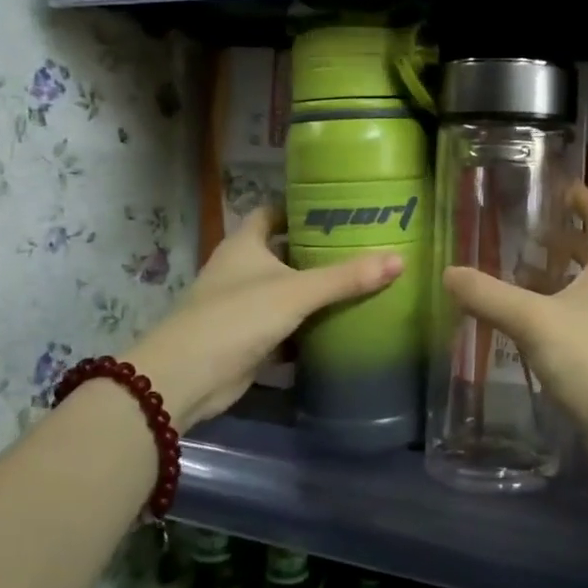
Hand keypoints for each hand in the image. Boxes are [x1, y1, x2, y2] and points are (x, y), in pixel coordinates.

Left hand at [130, 206, 402, 430]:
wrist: (188, 378)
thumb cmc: (237, 317)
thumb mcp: (296, 292)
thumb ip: (345, 277)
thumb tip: (398, 260)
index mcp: (244, 245)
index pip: (271, 214)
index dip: (299, 209)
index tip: (337, 209)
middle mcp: (241, 269)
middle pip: (282, 252)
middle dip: (316, 250)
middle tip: (360, 246)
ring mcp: (243, 305)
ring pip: (285, 290)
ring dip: (313, 289)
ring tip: (359, 282)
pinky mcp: (248, 338)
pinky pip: (285, 324)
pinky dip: (307, 325)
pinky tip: (339, 324)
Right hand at [442, 182, 587, 462]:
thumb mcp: (534, 323)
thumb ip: (489, 296)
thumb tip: (448, 273)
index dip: (579, 197)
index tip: (554, 187)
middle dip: (561, 239)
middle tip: (524, 234)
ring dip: (560, 276)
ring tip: (521, 276)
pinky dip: (565, 306)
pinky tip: (536, 323)